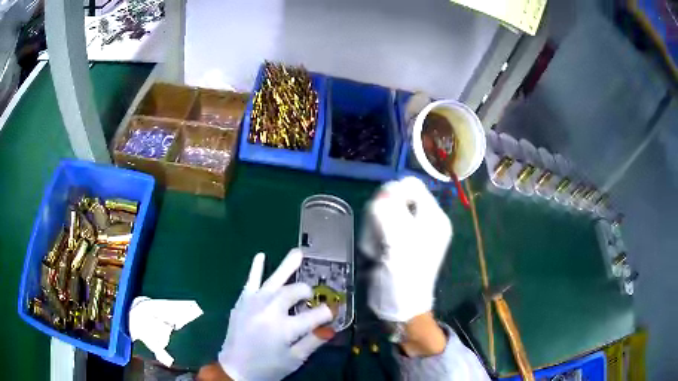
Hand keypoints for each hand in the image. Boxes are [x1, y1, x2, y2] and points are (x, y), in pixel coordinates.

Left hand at [217, 250, 332, 380]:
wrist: (235, 369)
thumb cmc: (267, 368)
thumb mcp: (294, 359)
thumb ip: (313, 341)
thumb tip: (330, 327)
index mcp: (285, 328)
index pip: (315, 315)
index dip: (326, 313)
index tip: (333, 313)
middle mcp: (270, 311)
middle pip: (294, 292)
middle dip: (306, 292)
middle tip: (310, 296)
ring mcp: (254, 303)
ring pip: (274, 280)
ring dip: (287, 266)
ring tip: (298, 252)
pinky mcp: (242, 302)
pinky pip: (250, 281)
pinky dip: (256, 268)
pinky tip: (261, 255)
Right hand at [361, 176, 451, 322]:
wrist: (401, 307)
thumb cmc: (405, 274)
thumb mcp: (398, 239)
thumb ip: (389, 209)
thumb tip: (385, 191)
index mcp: (433, 216)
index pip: (411, 185)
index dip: (393, 193)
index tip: (381, 213)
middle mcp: (424, 220)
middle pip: (396, 197)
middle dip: (381, 215)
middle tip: (378, 236)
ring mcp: (411, 232)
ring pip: (384, 212)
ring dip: (374, 229)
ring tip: (376, 249)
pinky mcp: (398, 242)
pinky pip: (381, 227)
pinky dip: (374, 238)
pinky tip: (375, 253)